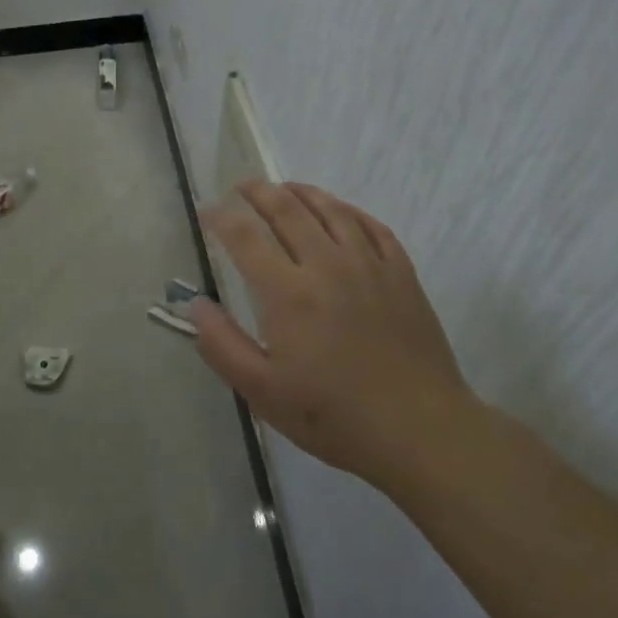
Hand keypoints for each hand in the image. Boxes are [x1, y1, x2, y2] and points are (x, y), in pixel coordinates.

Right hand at [191, 180, 477, 486]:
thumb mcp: (264, 393)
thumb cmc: (336, 416)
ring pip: (330, 209)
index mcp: (289, 293)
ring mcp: (369, 265)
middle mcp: (326, 265)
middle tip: (242, 186)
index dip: (221, 217)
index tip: (207, 211)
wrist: (422, 431)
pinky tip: (339, 211)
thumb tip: (195, 305)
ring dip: (301, 192)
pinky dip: (348, 210)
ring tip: (284, 188)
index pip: (245, 237)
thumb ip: (222, 346)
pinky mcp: (401, 273)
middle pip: (287, 210)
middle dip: (258, 192)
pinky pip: (371, 225)